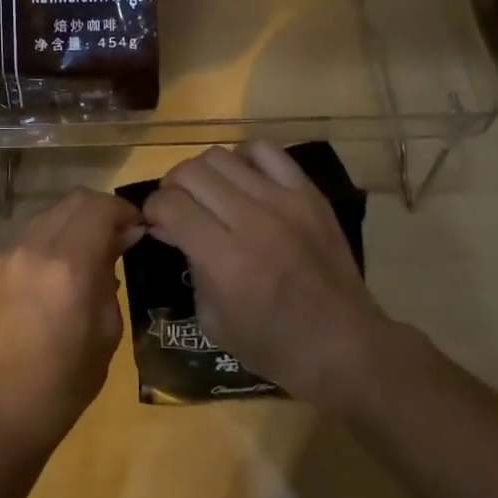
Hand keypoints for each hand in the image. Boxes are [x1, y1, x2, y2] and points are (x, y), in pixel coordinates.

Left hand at [0, 188, 141, 458]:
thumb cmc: (65, 384)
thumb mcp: (107, 332)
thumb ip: (112, 276)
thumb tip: (121, 240)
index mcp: (69, 267)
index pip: (101, 207)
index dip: (125, 210)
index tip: (139, 228)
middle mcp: (34, 248)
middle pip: (74, 199)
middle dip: (101, 210)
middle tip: (118, 236)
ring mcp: (7, 254)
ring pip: (50, 213)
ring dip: (75, 222)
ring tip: (88, 252)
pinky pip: (29, 236)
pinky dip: (51, 240)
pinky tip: (57, 272)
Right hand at [143, 142, 392, 408]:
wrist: (344, 346)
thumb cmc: (273, 345)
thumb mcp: (213, 319)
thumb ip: (188, 264)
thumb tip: (169, 227)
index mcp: (225, 260)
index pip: (171, 204)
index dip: (153, 209)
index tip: (155, 221)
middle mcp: (251, 220)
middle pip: (191, 172)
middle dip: (172, 187)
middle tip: (177, 206)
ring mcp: (283, 201)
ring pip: (221, 156)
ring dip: (203, 173)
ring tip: (208, 192)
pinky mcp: (308, 193)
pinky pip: (265, 151)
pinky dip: (244, 158)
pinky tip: (243, 180)